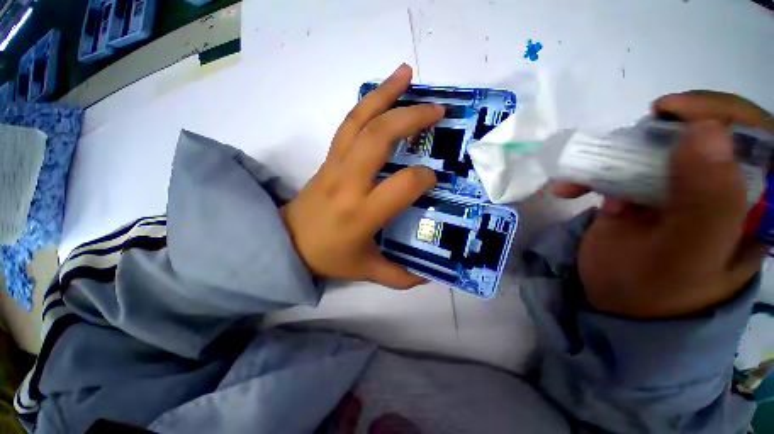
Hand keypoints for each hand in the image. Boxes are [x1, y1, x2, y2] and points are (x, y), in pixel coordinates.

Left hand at [280, 64, 444, 289]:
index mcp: (361, 212)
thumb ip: (400, 276)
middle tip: (437, 110)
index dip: (423, 178)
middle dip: (410, 119)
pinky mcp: (329, 157)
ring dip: (385, 95)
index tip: (434, 178)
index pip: (401, 185)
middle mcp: (348, 182)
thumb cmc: (328, 256)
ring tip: (407, 74)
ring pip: (360, 121)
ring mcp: (335, 164)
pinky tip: (382, 91)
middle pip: (378, 138)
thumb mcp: (367, 270)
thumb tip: (429, 275)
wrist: (287, 242)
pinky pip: (348, 124)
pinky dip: (367, 103)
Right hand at [555, 91, 771, 317]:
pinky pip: (624, 167)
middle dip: (659, 134)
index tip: (671, 111)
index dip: (722, 111)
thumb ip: (708, 203)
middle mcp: (724, 188)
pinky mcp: (647, 192)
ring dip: (613, 156)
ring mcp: (683, 188)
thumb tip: (706, 132)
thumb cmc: (655, 293)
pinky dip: (593, 172)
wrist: (619, 306)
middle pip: (706, 132)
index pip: (761, 136)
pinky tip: (573, 188)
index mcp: (756, 205)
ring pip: (658, 147)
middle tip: (624, 146)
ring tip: (582, 179)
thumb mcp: (685, 257)